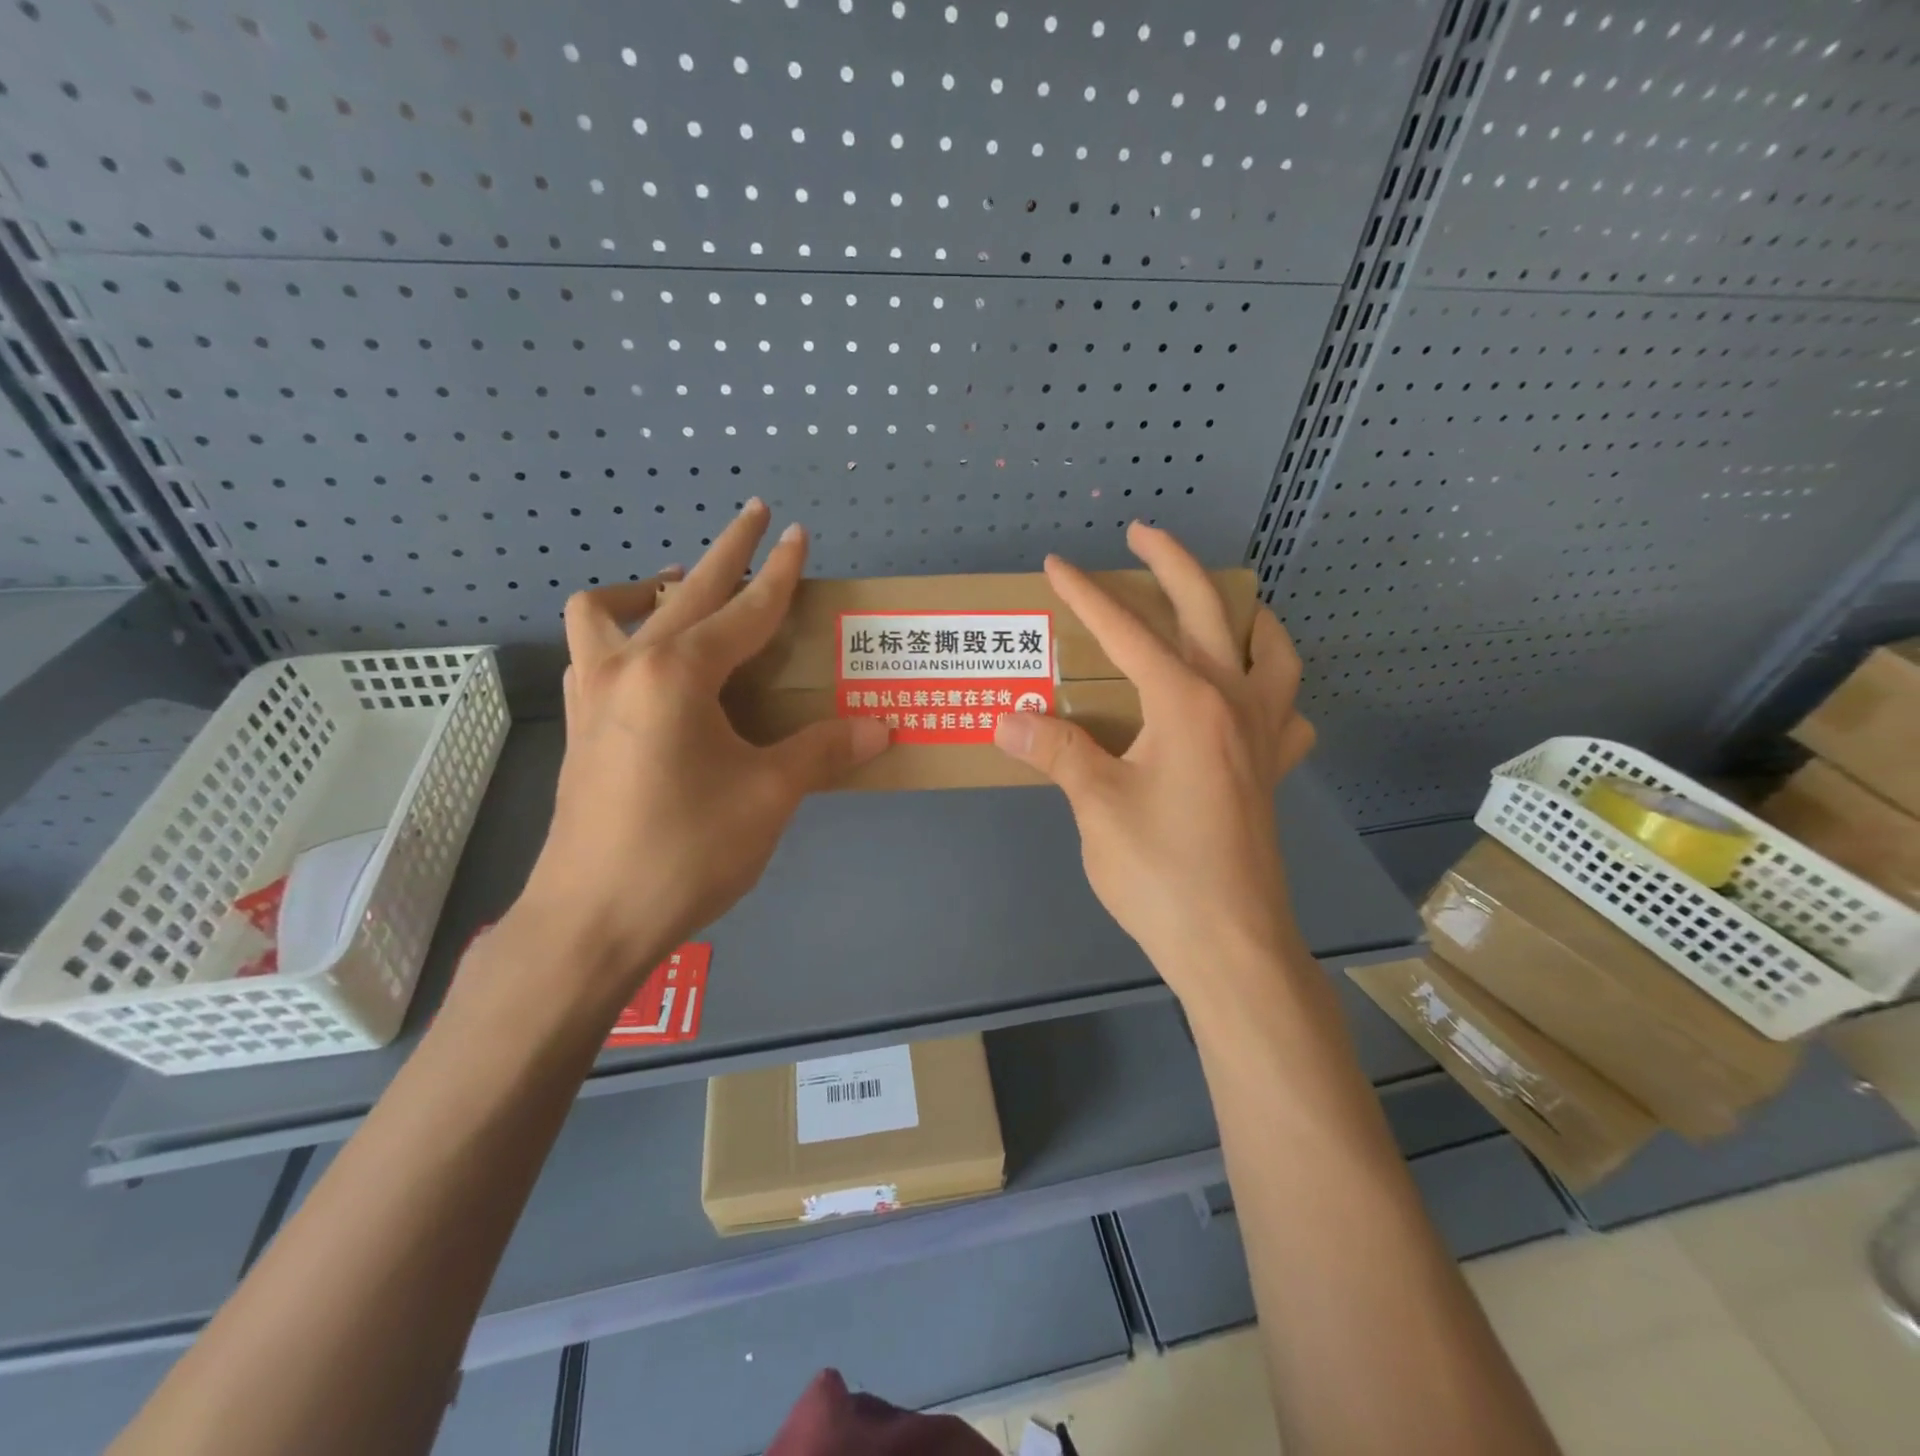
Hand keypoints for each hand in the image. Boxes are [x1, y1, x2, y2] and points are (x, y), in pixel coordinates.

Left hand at [510, 500, 889, 1009]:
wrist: (591, 920)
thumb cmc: (686, 851)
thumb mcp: (769, 797)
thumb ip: (823, 751)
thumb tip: (881, 728)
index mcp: (678, 674)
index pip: (745, 610)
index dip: (779, 573)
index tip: (797, 534)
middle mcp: (628, 666)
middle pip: (684, 590)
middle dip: (725, 551)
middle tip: (754, 518)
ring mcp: (592, 694)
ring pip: (608, 612)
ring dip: (652, 591)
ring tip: (683, 598)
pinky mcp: (580, 726)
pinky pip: (595, 652)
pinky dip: (623, 635)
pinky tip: (655, 670)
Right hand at [993, 523, 1314, 1009]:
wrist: (1232, 945)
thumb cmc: (1161, 873)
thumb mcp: (1096, 807)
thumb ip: (1054, 752)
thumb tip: (1006, 717)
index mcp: (1187, 703)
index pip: (1128, 631)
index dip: (1087, 594)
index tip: (1057, 564)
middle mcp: (1233, 703)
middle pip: (1208, 611)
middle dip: (1172, 563)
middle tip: (1142, 534)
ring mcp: (1263, 736)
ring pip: (1273, 651)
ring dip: (1246, 615)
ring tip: (1218, 605)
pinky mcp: (1273, 771)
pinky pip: (1287, 710)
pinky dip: (1273, 687)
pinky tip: (1251, 697)